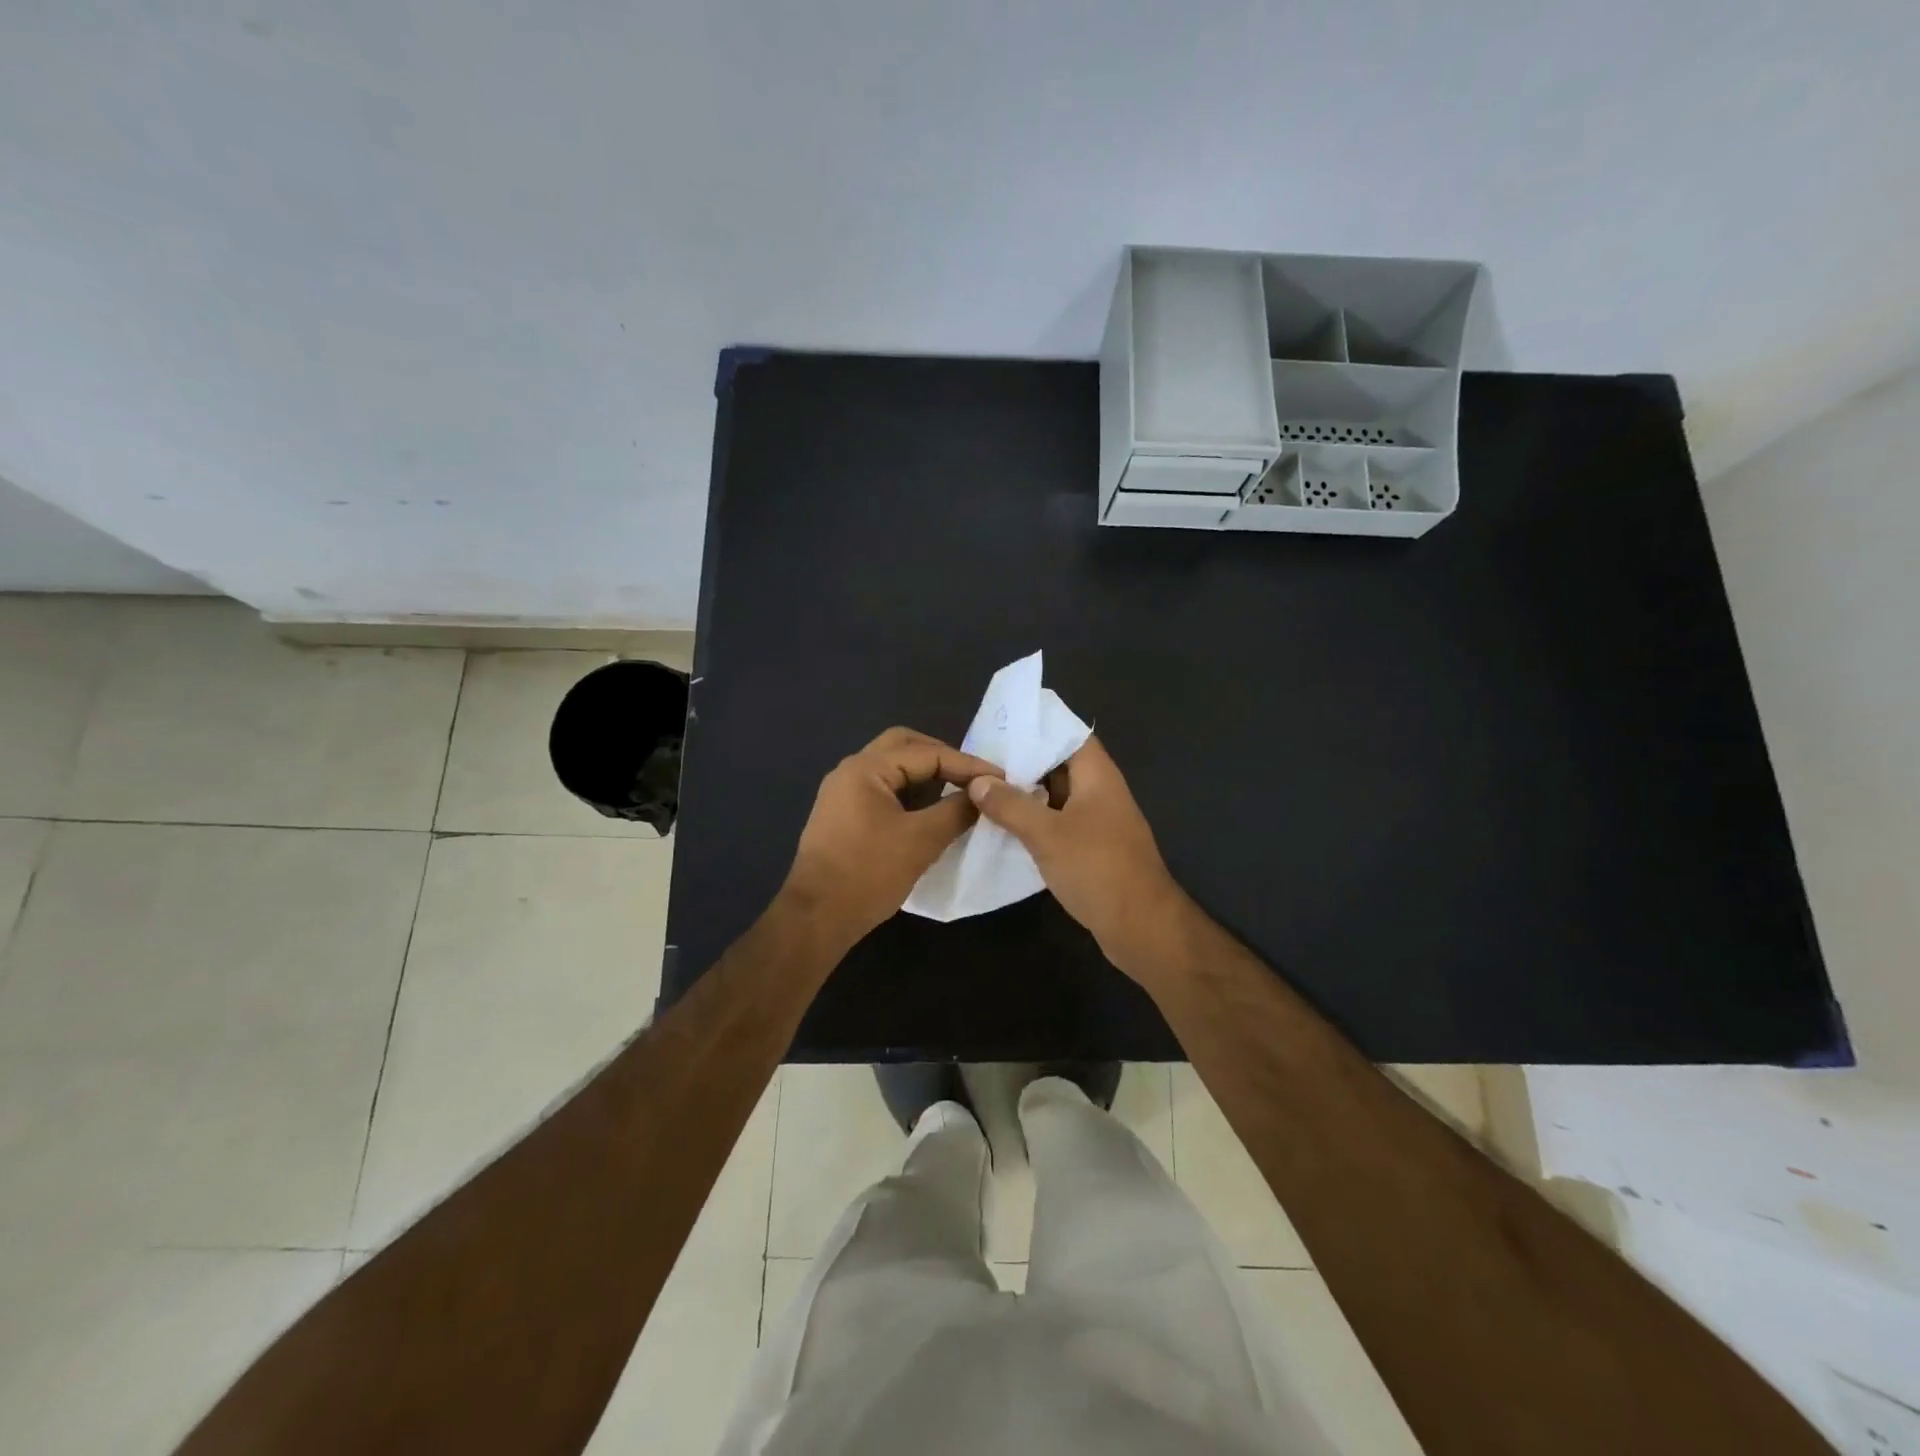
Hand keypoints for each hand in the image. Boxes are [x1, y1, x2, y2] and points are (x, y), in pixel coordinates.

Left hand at [781, 727, 1002, 949]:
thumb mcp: (921, 841)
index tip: (1000, 779)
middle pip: (904, 746)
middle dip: (943, 757)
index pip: (927, 753)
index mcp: (866, 768)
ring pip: (892, 767)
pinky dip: (910, 791)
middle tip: (975, 777)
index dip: (967, 765)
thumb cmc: (868, 874)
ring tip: (959, 790)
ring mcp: (843, 792)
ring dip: (926, 774)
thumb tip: (983, 795)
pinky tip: (930, 810)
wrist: (815, 918)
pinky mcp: (842, 815)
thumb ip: (956, 811)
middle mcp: (850, 770)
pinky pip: (883, 789)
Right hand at [967, 736, 1193, 984]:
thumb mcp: (1047, 834)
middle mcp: (1100, 792)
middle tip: (980, 759)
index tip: (1000, 726)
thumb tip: (977, 781)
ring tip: (983, 788)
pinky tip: (1003, 825)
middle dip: (1022, 761)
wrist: (1141, 926)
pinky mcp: (1091, 849)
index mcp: (1098, 776)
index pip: (1069, 735)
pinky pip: (1058, 823)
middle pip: (1059, 765)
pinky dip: (1034, 821)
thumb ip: (1011, 805)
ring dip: (1025, 793)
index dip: (1038, 727)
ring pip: (1056, 796)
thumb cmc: (1097, 868)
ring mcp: (1097, 822)